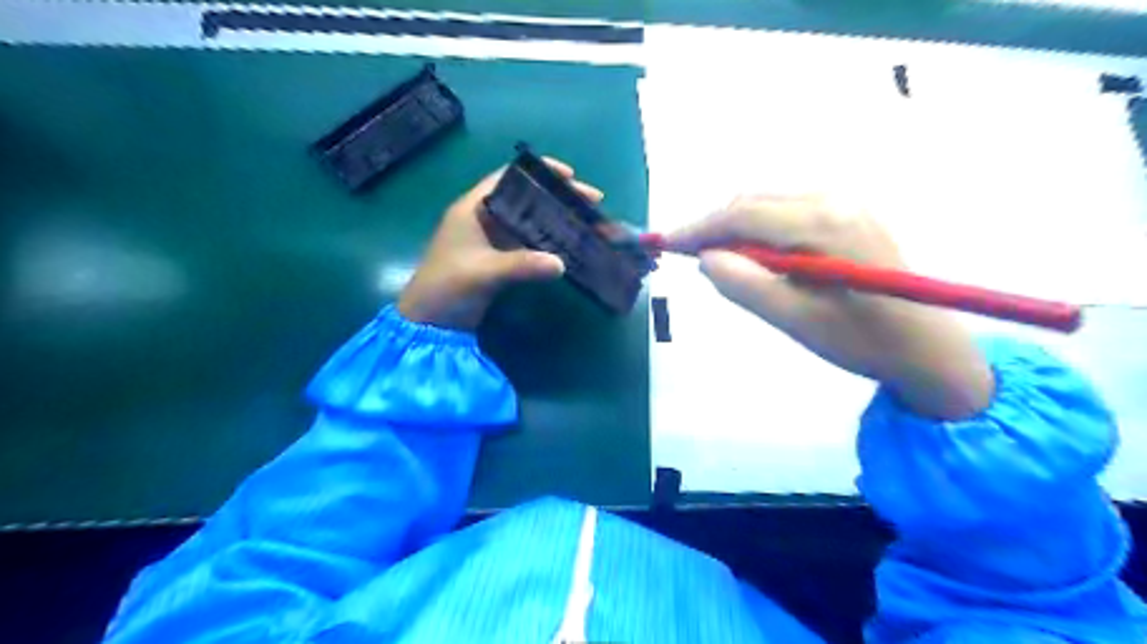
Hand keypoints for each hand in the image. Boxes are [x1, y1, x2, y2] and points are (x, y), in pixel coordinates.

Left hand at [400, 159, 603, 332]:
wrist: (429, 323)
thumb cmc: (447, 287)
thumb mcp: (483, 272)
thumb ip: (521, 265)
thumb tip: (561, 264)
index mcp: (474, 208)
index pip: (509, 178)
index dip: (540, 172)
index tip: (571, 176)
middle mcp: (485, 218)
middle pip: (527, 198)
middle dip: (558, 198)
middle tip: (592, 201)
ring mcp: (493, 240)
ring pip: (531, 222)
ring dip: (558, 220)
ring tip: (588, 222)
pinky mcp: (500, 260)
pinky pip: (530, 244)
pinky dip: (550, 242)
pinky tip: (570, 245)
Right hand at [669, 194, 990, 420]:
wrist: (928, 348)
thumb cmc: (861, 341)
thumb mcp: (795, 320)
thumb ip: (746, 286)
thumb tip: (706, 258)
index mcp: (823, 224)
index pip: (743, 214)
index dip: (698, 228)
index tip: (665, 243)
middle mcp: (834, 199)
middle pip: (754, 201)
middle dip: (714, 226)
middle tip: (687, 256)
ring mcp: (845, 202)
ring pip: (769, 203)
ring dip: (736, 226)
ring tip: (720, 261)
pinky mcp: (849, 213)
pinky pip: (788, 210)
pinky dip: (760, 228)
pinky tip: (757, 255)